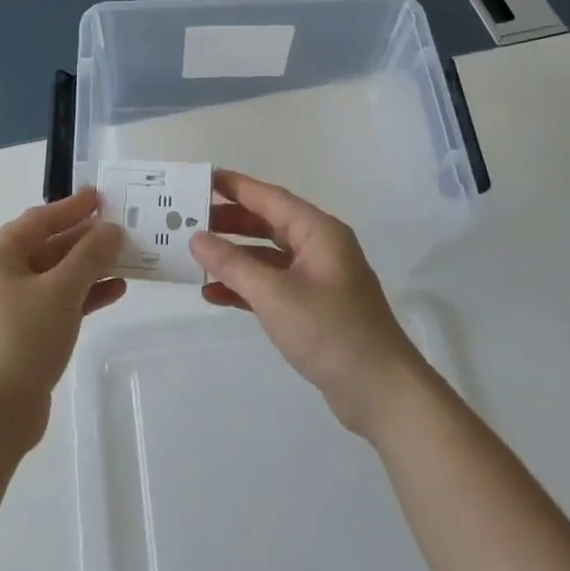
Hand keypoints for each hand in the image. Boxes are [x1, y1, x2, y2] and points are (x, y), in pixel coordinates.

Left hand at [0, 189, 124, 446]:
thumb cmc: (23, 338)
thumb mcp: (62, 289)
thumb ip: (90, 255)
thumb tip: (111, 230)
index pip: (38, 220)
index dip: (71, 207)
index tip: (101, 197)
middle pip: (46, 246)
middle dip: (85, 239)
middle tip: (121, 227)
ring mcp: (7, 307)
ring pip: (54, 276)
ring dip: (88, 267)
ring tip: (127, 258)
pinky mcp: (20, 334)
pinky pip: (55, 302)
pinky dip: (82, 295)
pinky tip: (114, 291)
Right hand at [190, 171, 429, 437]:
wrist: (381, 392)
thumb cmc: (330, 331)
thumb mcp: (275, 294)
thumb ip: (233, 264)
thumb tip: (197, 238)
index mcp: (319, 232)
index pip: (270, 198)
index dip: (236, 186)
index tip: (201, 178)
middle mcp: (319, 248)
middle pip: (268, 224)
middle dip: (229, 222)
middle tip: (189, 220)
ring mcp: (317, 279)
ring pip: (267, 256)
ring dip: (234, 257)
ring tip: (195, 256)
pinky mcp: (313, 308)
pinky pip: (272, 286)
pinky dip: (246, 287)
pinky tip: (214, 294)